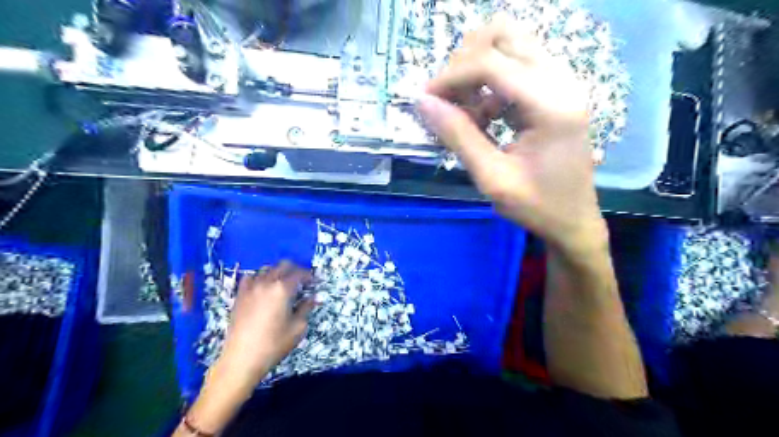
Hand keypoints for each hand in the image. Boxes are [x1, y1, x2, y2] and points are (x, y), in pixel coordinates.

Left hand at [217, 261, 313, 384]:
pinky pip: (250, 277)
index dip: (309, 275)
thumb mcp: (298, 327)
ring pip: (266, 269)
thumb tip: (314, 298)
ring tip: (283, 283)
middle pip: (283, 266)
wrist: (241, 359)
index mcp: (283, 289)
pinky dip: (259, 277)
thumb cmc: (274, 344)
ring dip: (278, 272)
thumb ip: (306, 308)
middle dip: (295, 270)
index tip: (315, 281)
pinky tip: (262, 286)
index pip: (299, 273)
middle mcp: (266, 283)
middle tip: (302, 280)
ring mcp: (250, 288)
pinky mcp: (239, 295)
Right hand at [421, 16, 607, 255]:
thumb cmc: (536, 206)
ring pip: (510, 44)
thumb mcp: (492, 177)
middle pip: (503, 35)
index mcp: (551, 105)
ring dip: (478, 69)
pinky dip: (491, 82)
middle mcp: (562, 81)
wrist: (574, 221)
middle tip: (449, 100)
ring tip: (468, 111)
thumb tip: (422, 102)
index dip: (451, 76)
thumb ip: (458, 136)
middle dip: (465, 63)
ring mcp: (562, 82)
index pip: (491, 63)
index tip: (426, 99)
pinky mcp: (556, 90)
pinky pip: (516, 65)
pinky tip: (485, 115)